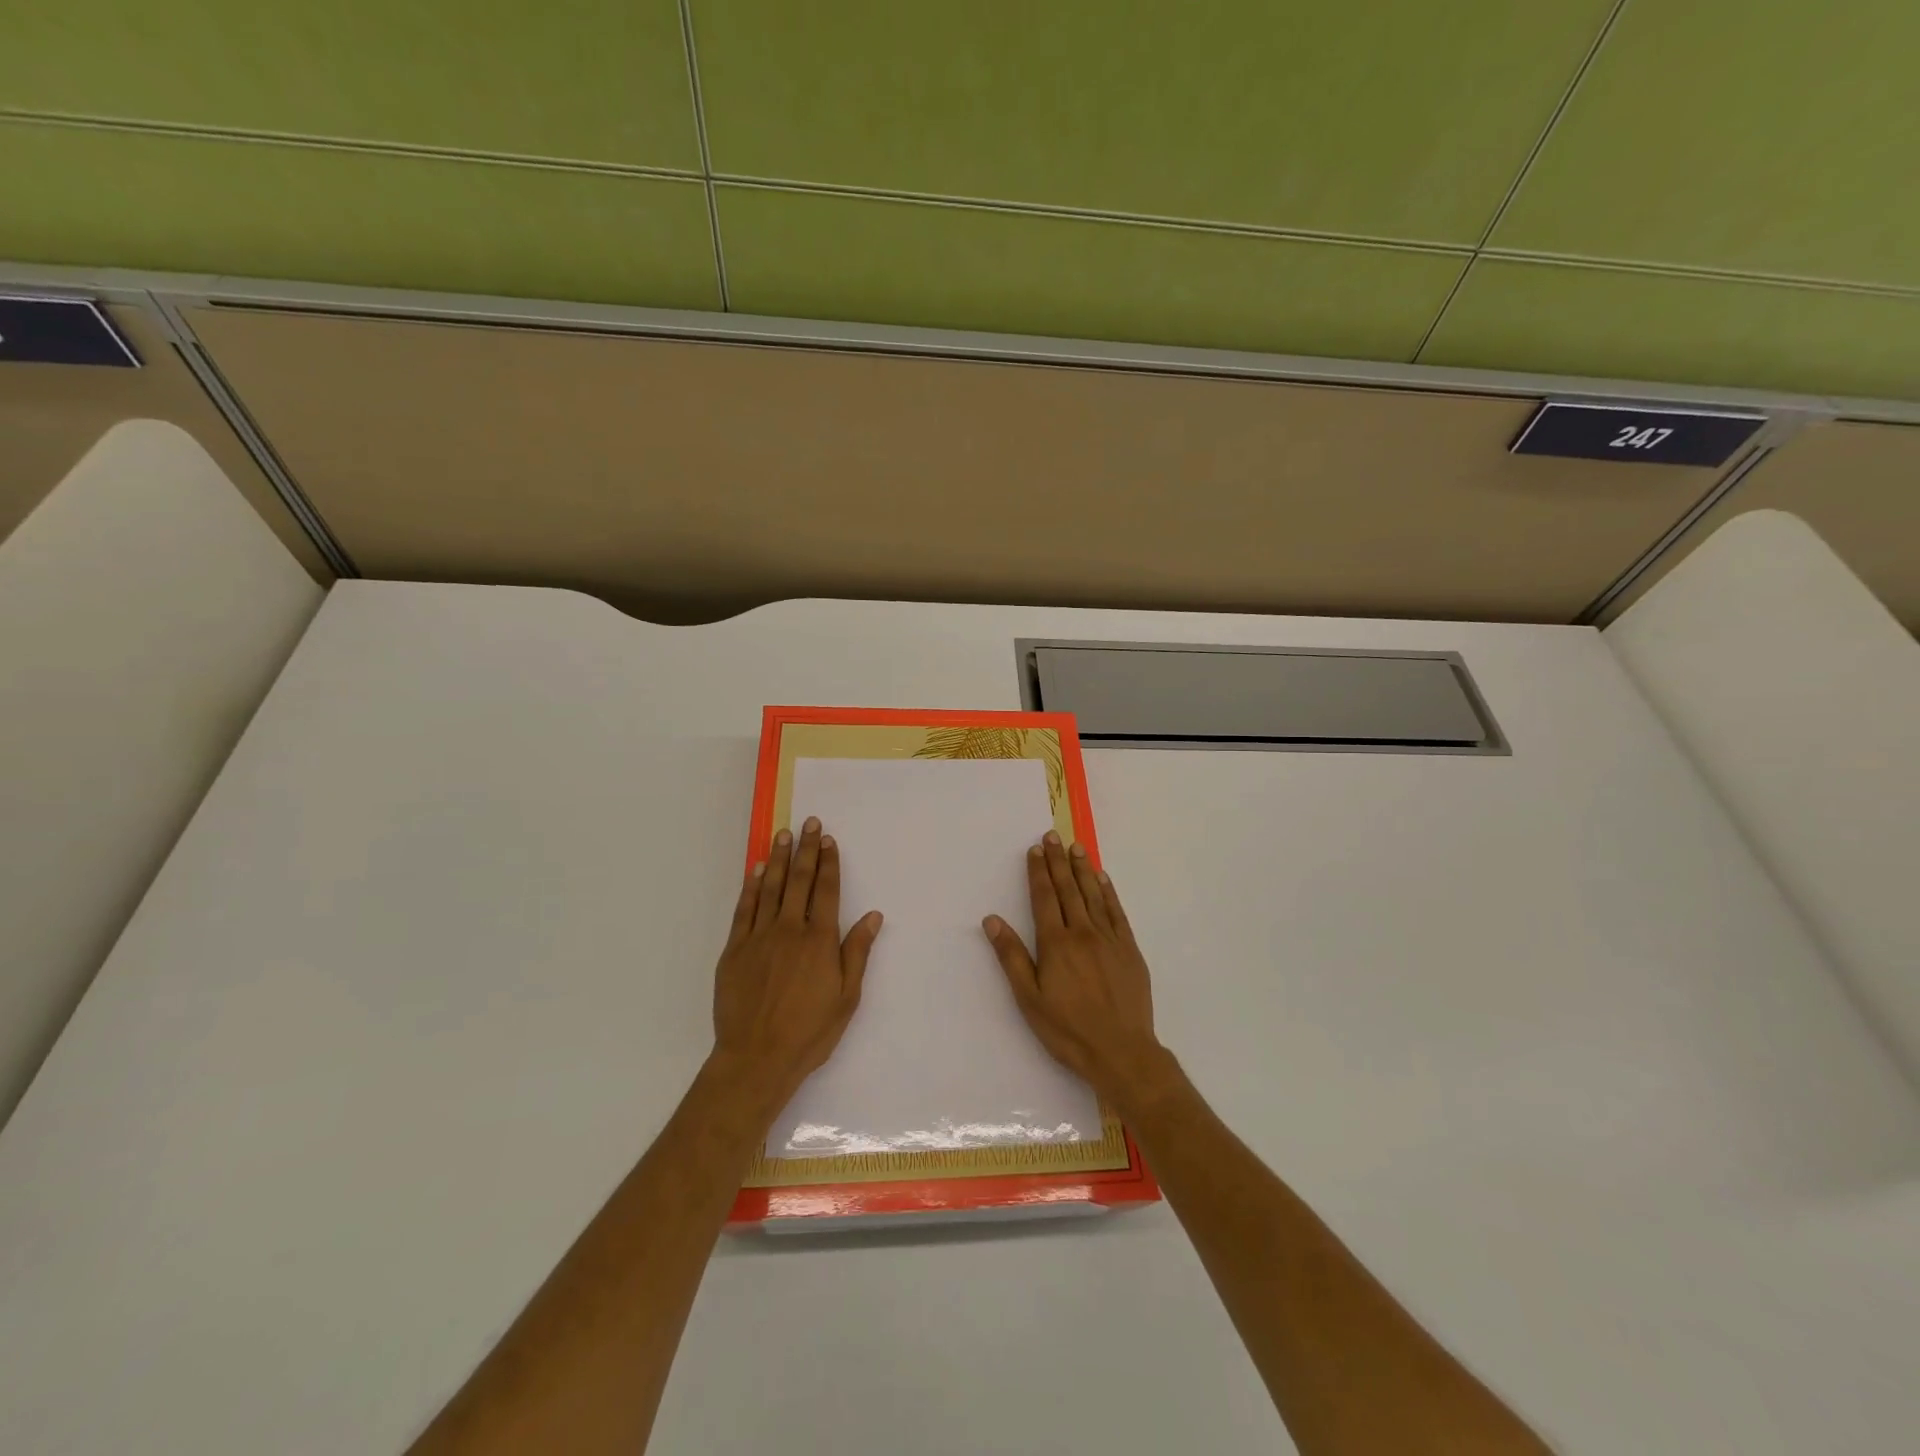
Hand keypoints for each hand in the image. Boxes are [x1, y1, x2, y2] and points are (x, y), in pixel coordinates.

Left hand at [710, 817, 882, 1110]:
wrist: (756, 1058)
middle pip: (799, 880)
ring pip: (770, 888)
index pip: (827, 890)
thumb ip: (857, 953)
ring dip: (777, 858)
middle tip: (809, 822)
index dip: (829, 862)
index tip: (828, 839)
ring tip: (783, 834)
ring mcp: (759, 937)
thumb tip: (873, 916)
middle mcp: (790, 929)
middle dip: (805, 849)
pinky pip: (744, 909)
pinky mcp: (735, 950)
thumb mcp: (847, 998)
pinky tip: (755, 870)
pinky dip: (750, 887)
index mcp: (820, 940)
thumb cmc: (809, 1032)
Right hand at [983, 832, 1170, 1104]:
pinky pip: (1117, 912)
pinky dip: (1108, 892)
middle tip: (1054, 836)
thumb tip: (992, 920)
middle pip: (1068, 889)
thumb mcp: (1029, 998)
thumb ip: (1011, 956)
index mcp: (1055, 943)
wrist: (1121, 1051)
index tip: (1036, 849)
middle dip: (1058, 861)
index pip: (1044, 898)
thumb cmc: (1068, 1029)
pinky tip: (1103, 879)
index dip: (1039, 872)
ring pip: (1093, 895)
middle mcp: (1082, 932)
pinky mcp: (1129, 949)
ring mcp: (1109, 939)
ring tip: (1077, 847)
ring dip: (1083, 869)